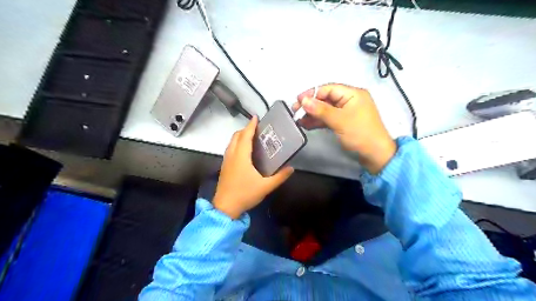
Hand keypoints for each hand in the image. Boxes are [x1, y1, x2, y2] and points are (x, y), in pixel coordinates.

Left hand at [212, 116, 291, 218]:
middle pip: (236, 136)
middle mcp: (232, 155)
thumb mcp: (265, 187)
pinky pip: (230, 149)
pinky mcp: (224, 167)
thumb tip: (291, 168)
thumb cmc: (245, 194)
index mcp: (241, 156)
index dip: (250, 125)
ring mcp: (226, 161)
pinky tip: (244, 151)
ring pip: (231, 142)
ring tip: (251, 137)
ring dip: (240, 136)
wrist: (225, 208)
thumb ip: (279, 177)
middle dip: (245, 129)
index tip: (256, 117)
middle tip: (256, 128)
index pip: (245, 136)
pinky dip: (236, 144)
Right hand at [293, 83, 396, 173]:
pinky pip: (328, 118)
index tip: (298, 101)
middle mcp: (349, 100)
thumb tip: (303, 101)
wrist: (375, 155)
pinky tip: (306, 125)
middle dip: (310, 105)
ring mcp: (346, 112)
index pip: (328, 89)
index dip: (312, 94)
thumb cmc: (360, 134)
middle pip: (326, 99)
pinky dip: (318, 121)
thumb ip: (320, 110)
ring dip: (312, 114)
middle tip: (295, 111)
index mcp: (353, 94)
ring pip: (325, 109)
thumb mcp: (340, 120)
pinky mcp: (343, 123)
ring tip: (298, 120)